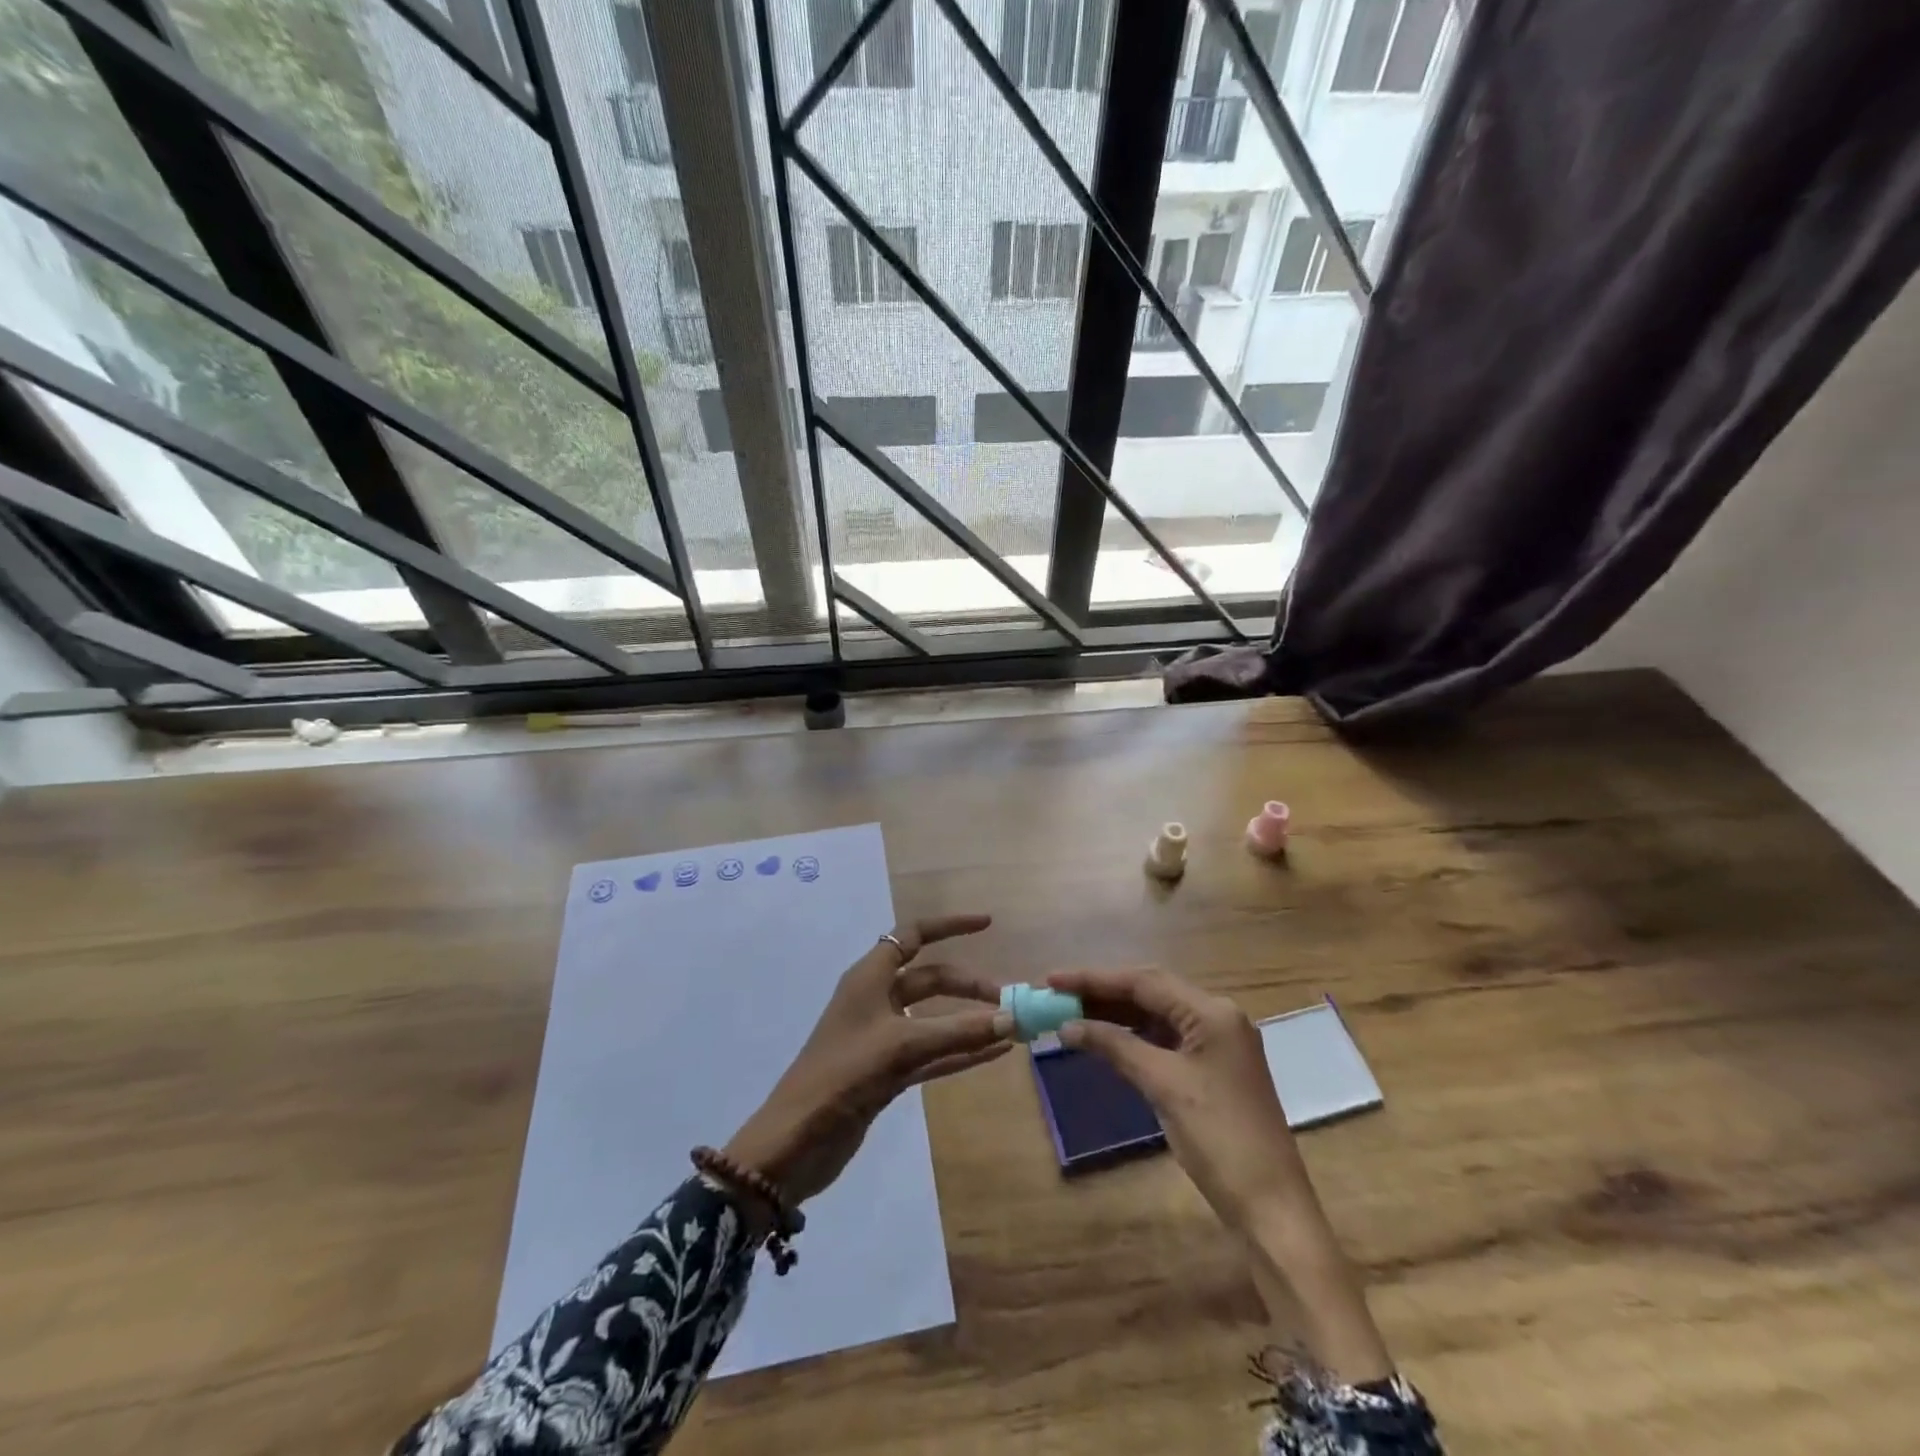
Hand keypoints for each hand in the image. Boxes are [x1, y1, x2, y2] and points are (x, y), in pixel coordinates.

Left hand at [725, 913, 1012, 1206]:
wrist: (794, 1142)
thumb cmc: (842, 1075)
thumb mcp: (901, 1047)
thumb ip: (957, 1033)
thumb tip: (1011, 1020)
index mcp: (870, 977)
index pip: (913, 935)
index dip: (949, 926)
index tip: (988, 924)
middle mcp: (876, 999)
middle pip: (929, 978)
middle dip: (967, 984)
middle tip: (1007, 1000)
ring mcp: (882, 1037)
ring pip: (934, 1018)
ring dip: (968, 1020)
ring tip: (1009, 1026)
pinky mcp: (887, 1072)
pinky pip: (933, 1052)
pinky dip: (960, 1051)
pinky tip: (993, 1055)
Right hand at [1052, 968, 1394, 1383]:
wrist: (1272, 1208)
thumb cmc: (1219, 1140)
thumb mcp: (1162, 1086)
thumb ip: (1115, 1046)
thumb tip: (1068, 1026)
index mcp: (1212, 1012)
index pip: (1144, 982)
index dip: (1094, 978)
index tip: (1052, 979)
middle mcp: (1217, 1017)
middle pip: (1151, 991)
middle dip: (1103, 992)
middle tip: (1058, 995)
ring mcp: (1217, 1043)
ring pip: (1157, 1014)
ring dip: (1116, 1013)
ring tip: (1072, 1014)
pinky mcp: (1213, 1068)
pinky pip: (1166, 1038)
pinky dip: (1133, 1036)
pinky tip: (1105, 1040)